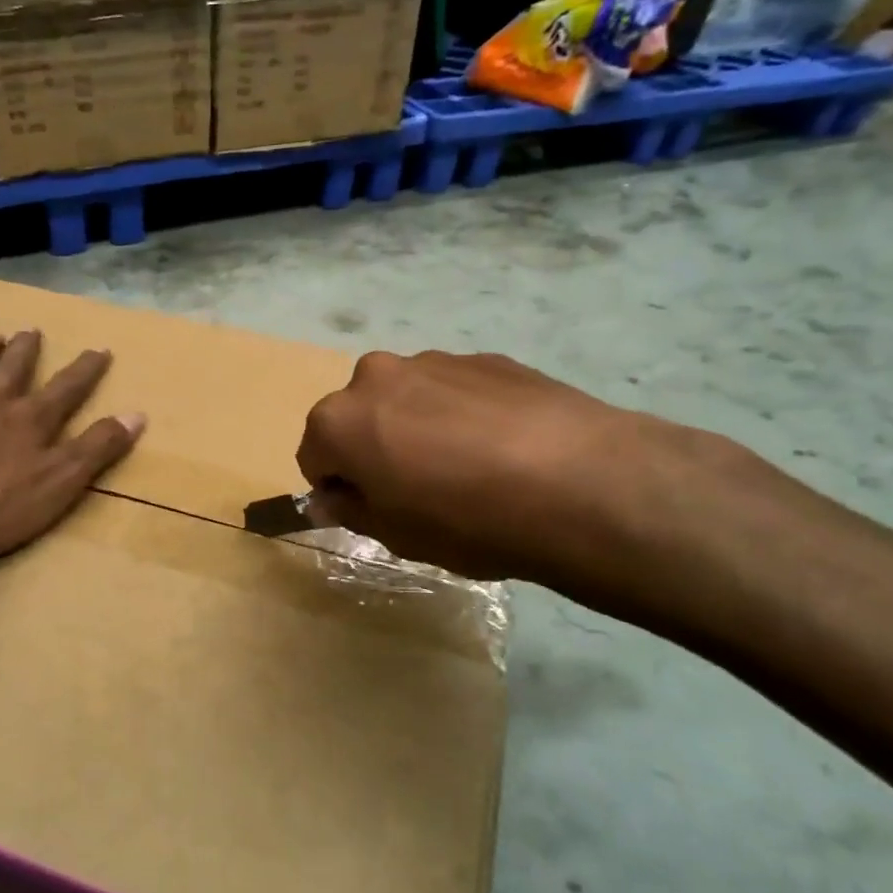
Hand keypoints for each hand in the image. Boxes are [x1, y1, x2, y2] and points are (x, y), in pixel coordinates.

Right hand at [298, 351, 743, 612]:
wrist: (578, 482)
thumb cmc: (466, 520)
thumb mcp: (396, 535)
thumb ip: (350, 509)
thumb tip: (327, 498)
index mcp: (340, 419)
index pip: (314, 454)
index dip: (338, 487)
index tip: (372, 510)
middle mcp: (376, 375)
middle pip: (357, 416)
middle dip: (374, 447)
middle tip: (418, 489)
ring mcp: (434, 360)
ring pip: (406, 398)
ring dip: (417, 426)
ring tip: (468, 468)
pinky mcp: (485, 357)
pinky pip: (453, 390)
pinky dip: (461, 414)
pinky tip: (502, 448)